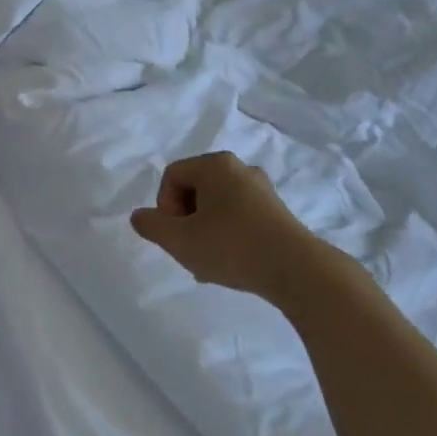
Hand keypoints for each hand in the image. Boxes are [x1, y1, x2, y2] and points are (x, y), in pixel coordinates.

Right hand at [130, 152, 364, 305]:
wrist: (297, 270)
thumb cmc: (231, 246)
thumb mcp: (179, 240)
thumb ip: (151, 226)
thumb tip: (139, 216)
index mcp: (215, 165)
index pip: (172, 176)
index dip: (164, 206)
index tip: (175, 234)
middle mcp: (240, 169)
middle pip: (195, 189)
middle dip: (185, 220)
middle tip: (189, 249)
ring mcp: (263, 190)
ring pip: (217, 206)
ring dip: (205, 231)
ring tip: (208, 263)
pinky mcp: (278, 212)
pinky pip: (239, 217)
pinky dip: (228, 236)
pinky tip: (230, 264)